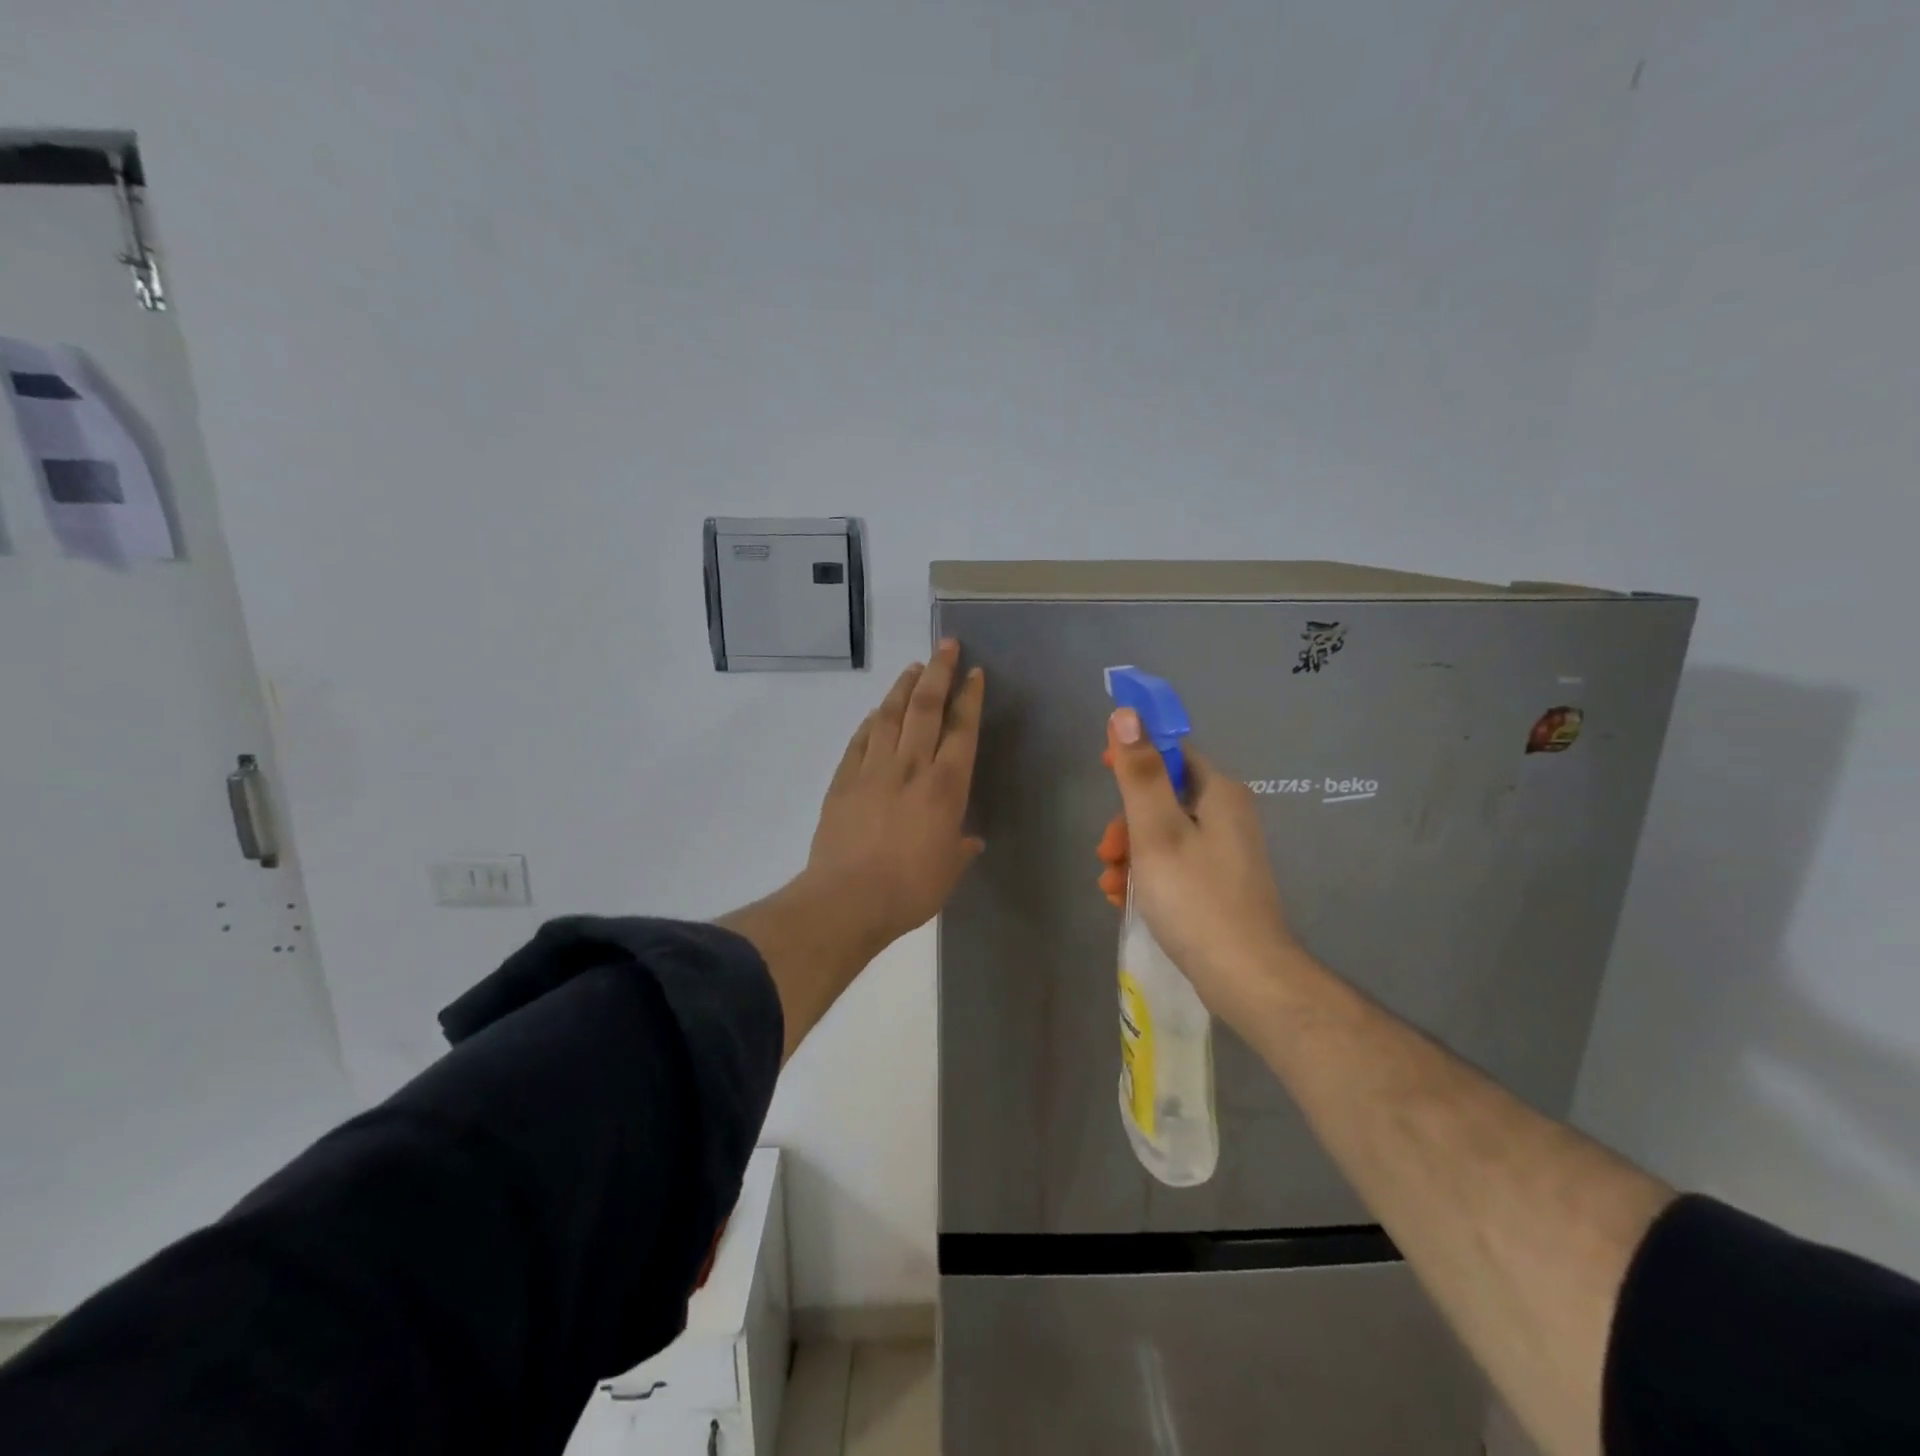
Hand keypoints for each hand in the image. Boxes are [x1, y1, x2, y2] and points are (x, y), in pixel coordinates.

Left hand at [805, 639, 985, 948]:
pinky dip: (872, 720)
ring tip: (913, 667)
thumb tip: (969, 839)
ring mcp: (874, 769)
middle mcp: (911, 767)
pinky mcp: (844, 779)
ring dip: (904, 687)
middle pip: (926, 707)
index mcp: (946, 787)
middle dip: (938, 672)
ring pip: (891, 715)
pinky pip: (861, 739)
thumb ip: (960, 848)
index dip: (970, 697)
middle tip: (946, 645)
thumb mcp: (949, 871)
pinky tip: (878, 711)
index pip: (961, 729)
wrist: (847, 900)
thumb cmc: (910, 889)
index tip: (974, 673)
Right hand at [1097, 708, 1298, 1030]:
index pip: (1171, 752)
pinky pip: (1174, 864)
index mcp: (1218, 792)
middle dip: (1126, 821)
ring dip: (1131, 853)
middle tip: (1107, 853)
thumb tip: (1127, 714)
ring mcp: (1225, 851)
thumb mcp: (1157, 831)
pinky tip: (1126, 900)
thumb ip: (1139, 774)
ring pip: (1163, 834)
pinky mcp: (1219, 883)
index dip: (1134, 756)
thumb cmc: (1195, 897)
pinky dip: (1147, 875)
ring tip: (1111, 885)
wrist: (1245, 977)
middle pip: (1163, 797)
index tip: (1101, 771)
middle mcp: (1227, 814)